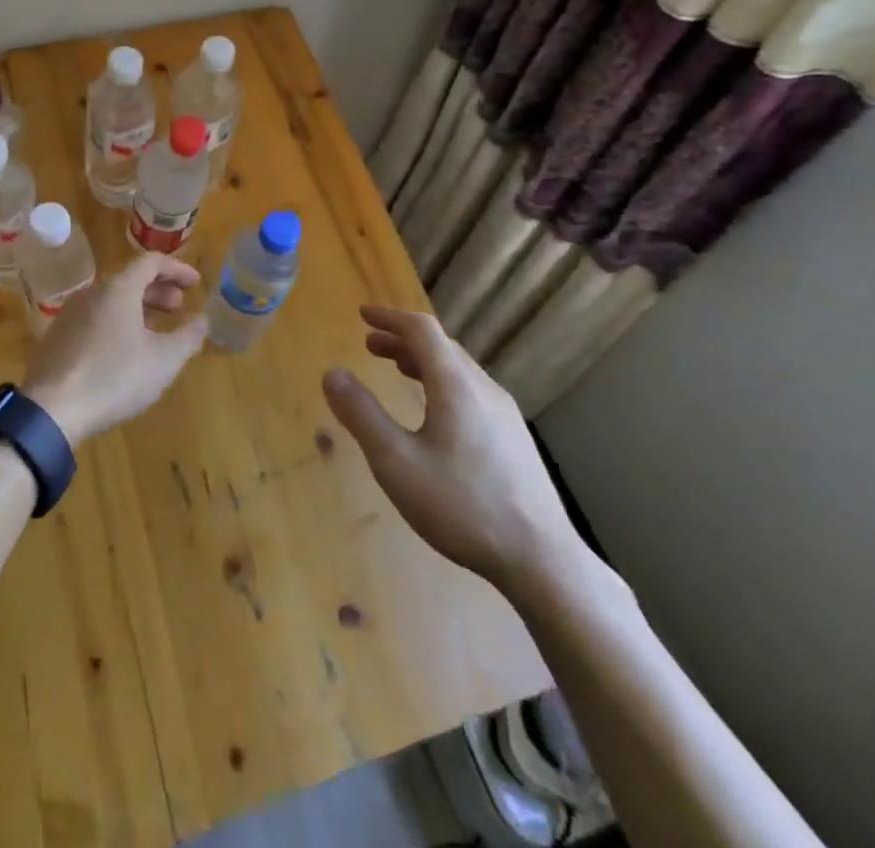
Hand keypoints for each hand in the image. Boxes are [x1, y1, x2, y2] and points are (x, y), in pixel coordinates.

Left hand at [23, 253, 207, 445]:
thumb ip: (188, 337)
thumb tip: (202, 320)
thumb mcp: (163, 361)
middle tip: (179, 307)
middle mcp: (92, 293)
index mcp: (118, 289)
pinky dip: (118, 322)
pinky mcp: (58, 337)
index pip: (151, 262)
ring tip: (156, 330)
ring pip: (111, 300)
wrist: (50, 410)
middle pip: (130, 279)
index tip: (196, 284)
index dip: (177, 269)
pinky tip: (125, 351)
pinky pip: (95, 318)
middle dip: (159, 290)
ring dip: (138, 308)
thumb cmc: (114, 378)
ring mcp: (70, 314)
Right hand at [323, 305, 589, 604]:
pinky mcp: (514, 438)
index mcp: (455, 384)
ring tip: (398, 370)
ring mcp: (504, 414)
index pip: (422, 330)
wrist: (541, 560)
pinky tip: (435, 413)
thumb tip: (332, 374)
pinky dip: (442, 383)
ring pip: (459, 370)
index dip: (390, 318)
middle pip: (441, 347)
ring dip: (423, 362)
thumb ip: (362, 415)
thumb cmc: (462, 506)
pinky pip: (471, 391)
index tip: (363, 315)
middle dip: (403, 340)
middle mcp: (483, 388)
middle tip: (371, 346)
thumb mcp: (396, 462)